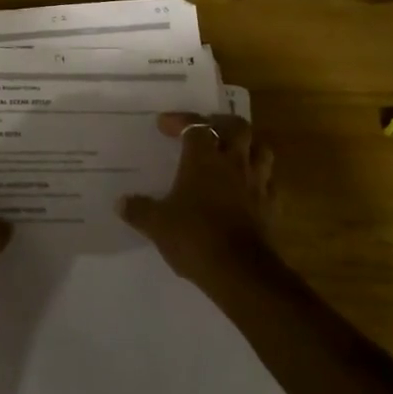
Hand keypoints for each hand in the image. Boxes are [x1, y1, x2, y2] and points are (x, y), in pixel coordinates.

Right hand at [119, 114, 274, 284]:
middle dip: (222, 124)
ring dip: (248, 147)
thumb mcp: (157, 224)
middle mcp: (233, 163)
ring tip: (232, 155)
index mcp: (204, 158)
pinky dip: (260, 180)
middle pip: (237, 127)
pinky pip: (270, 183)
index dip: (181, 121)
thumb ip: (139, 209)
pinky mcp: (271, 207)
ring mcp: (257, 184)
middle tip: (207, 131)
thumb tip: (121, 203)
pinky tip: (248, 189)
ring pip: (261, 150)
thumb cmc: (194, 237)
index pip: (196, 126)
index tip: (164, 126)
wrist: (240, 272)